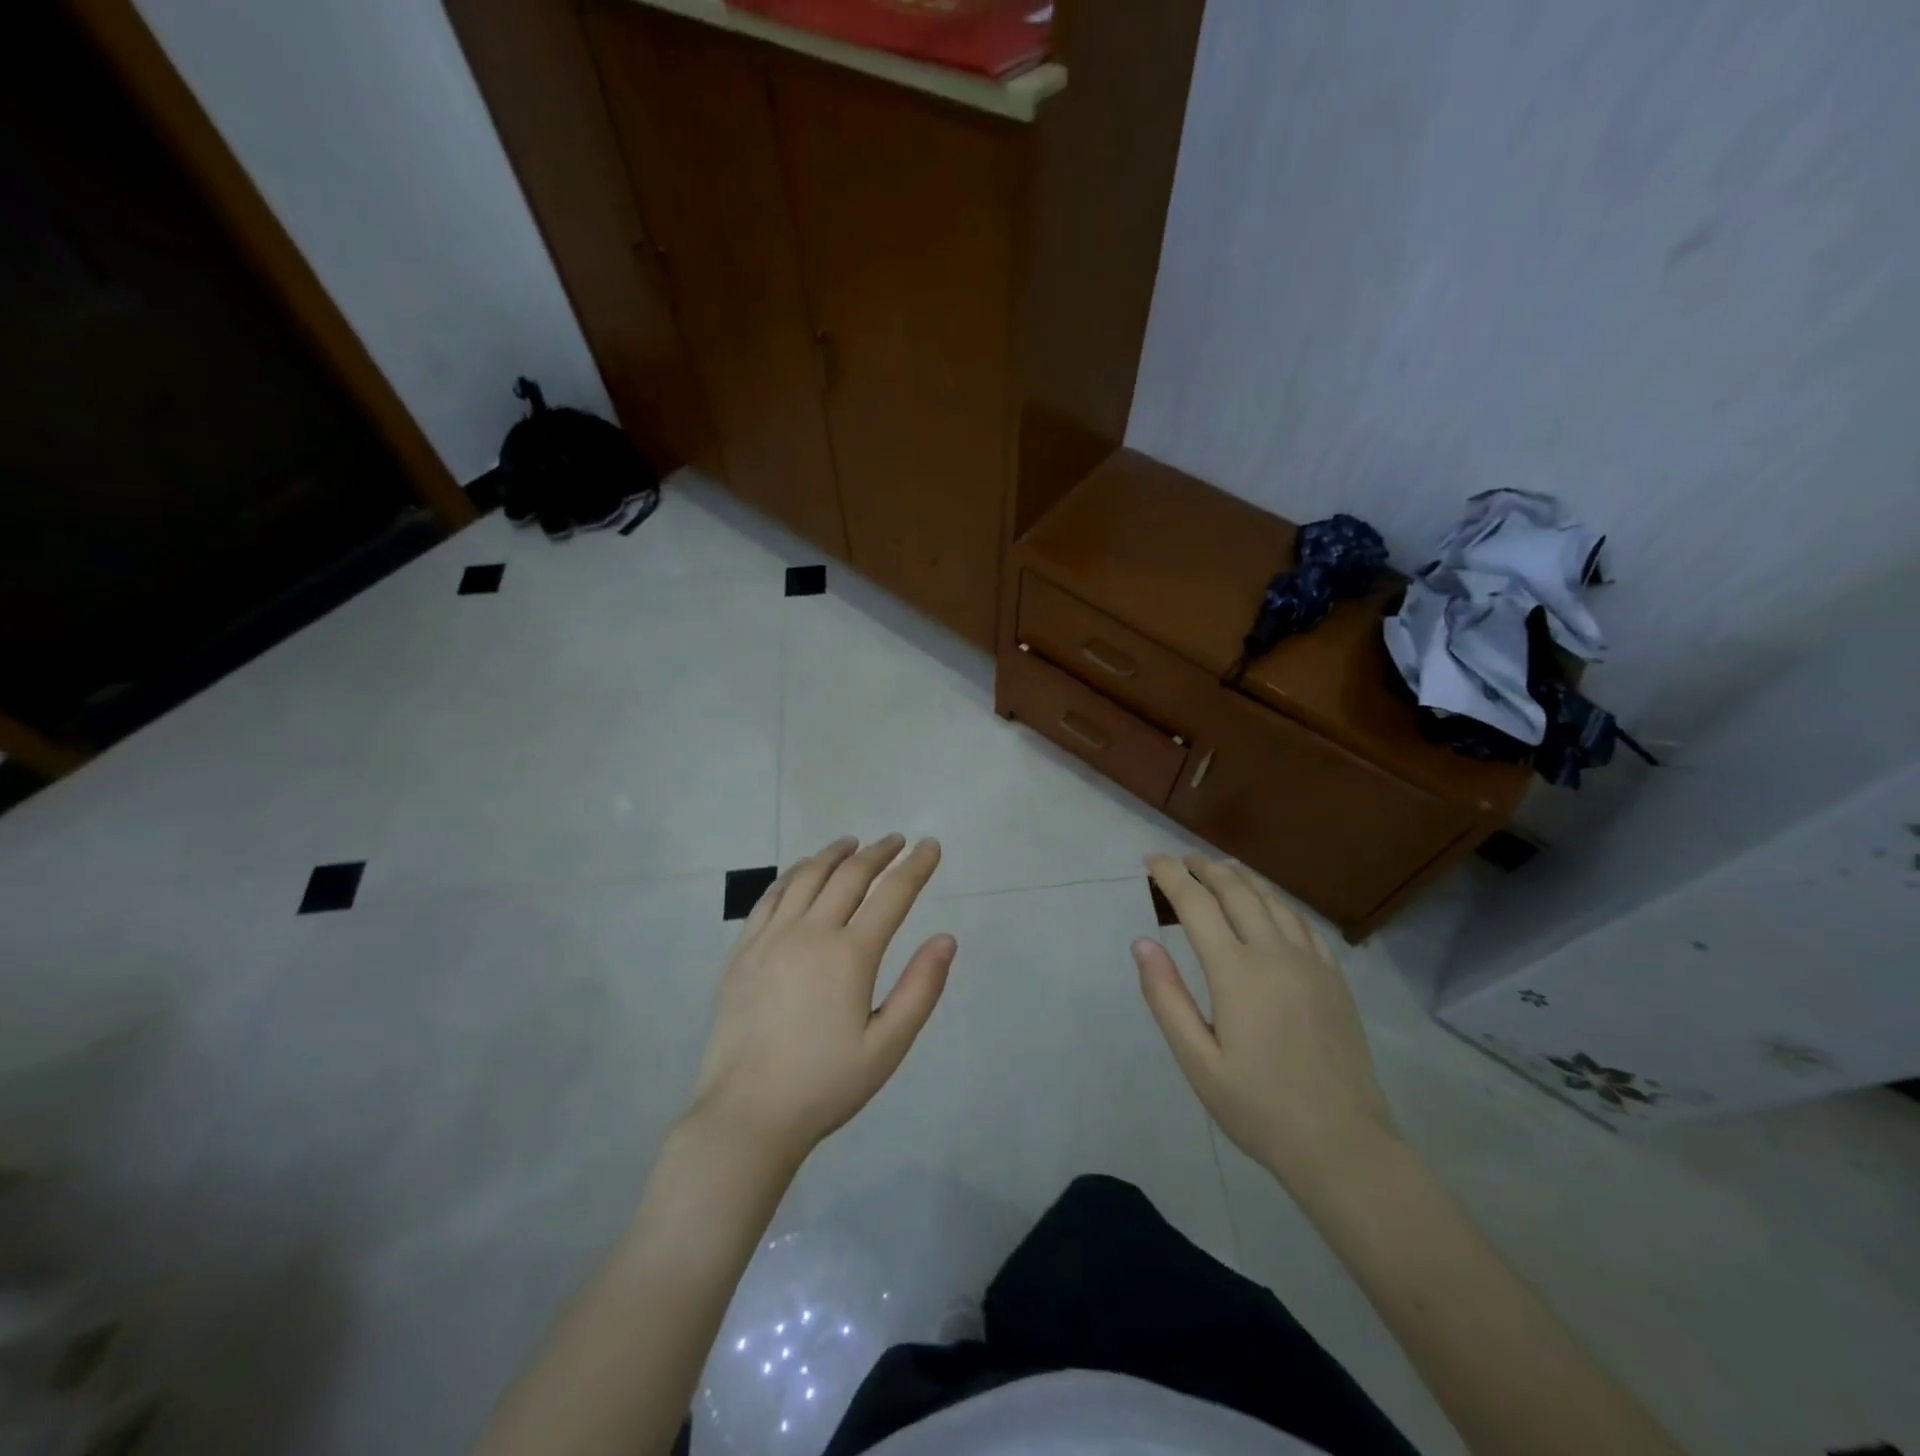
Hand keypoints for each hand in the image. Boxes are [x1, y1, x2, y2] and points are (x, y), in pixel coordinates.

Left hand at [688, 834, 954, 1167]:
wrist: (747, 1114)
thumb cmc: (825, 1085)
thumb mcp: (887, 1046)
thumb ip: (920, 989)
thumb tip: (946, 939)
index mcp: (850, 955)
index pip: (892, 895)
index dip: (915, 867)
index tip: (930, 846)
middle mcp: (810, 933)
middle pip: (849, 876)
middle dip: (878, 853)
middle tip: (896, 840)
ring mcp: (771, 938)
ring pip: (807, 878)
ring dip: (833, 855)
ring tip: (852, 843)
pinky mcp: (743, 951)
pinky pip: (770, 897)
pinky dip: (792, 875)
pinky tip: (801, 871)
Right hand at [1135, 852, 1397, 1190]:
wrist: (1343, 1144)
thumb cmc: (1258, 1107)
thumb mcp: (1197, 1061)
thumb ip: (1166, 997)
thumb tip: (1142, 943)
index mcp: (1236, 972)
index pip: (1196, 904)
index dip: (1171, 876)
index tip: (1151, 859)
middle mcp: (1275, 954)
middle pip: (1236, 891)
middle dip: (1205, 868)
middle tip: (1182, 859)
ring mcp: (1310, 963)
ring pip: (1272, 900)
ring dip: (1241, 878)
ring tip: (1220, 869)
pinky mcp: (1334, 978)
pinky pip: (1301, 922)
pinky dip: (1276, 901)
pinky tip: (1269, 905)